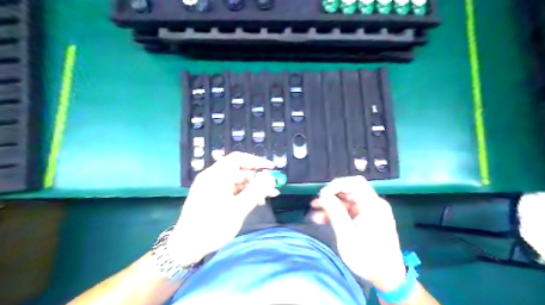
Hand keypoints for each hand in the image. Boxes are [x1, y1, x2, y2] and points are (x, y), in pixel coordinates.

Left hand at [168, 152, 277, 266]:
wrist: (186, 247)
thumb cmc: (212, 226)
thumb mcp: (238, 209)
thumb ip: (256, 191)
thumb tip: (271, 177)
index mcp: (216, 176)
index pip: (238, 158)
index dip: (256, 161)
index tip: (271, 169)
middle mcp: (212, 177)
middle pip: (239, 170)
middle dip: (257, 178)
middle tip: (272, 188)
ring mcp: (211, 187)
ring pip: (236, 181)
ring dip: (252, 187)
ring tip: (268, 197)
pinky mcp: (211, 197)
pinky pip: (231, 190)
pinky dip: (244, 193)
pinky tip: (255, 202)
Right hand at [313, 175, 405, 291]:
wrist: (387, 278)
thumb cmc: (367, 257)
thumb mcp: (347, 235)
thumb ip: (335, 212)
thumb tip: (323, 194)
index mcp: (373, 205)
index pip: (355, 183)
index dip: (337, 184)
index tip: (323, 194)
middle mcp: (374, 205)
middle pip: (350, 191)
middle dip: (331, 196)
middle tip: (316, 203)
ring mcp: (371, 212)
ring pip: (348, 201)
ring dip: (332, 205)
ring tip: (315, 212)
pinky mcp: (368, 220)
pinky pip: (351, 211)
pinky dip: (338, 213)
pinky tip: (324, 219)